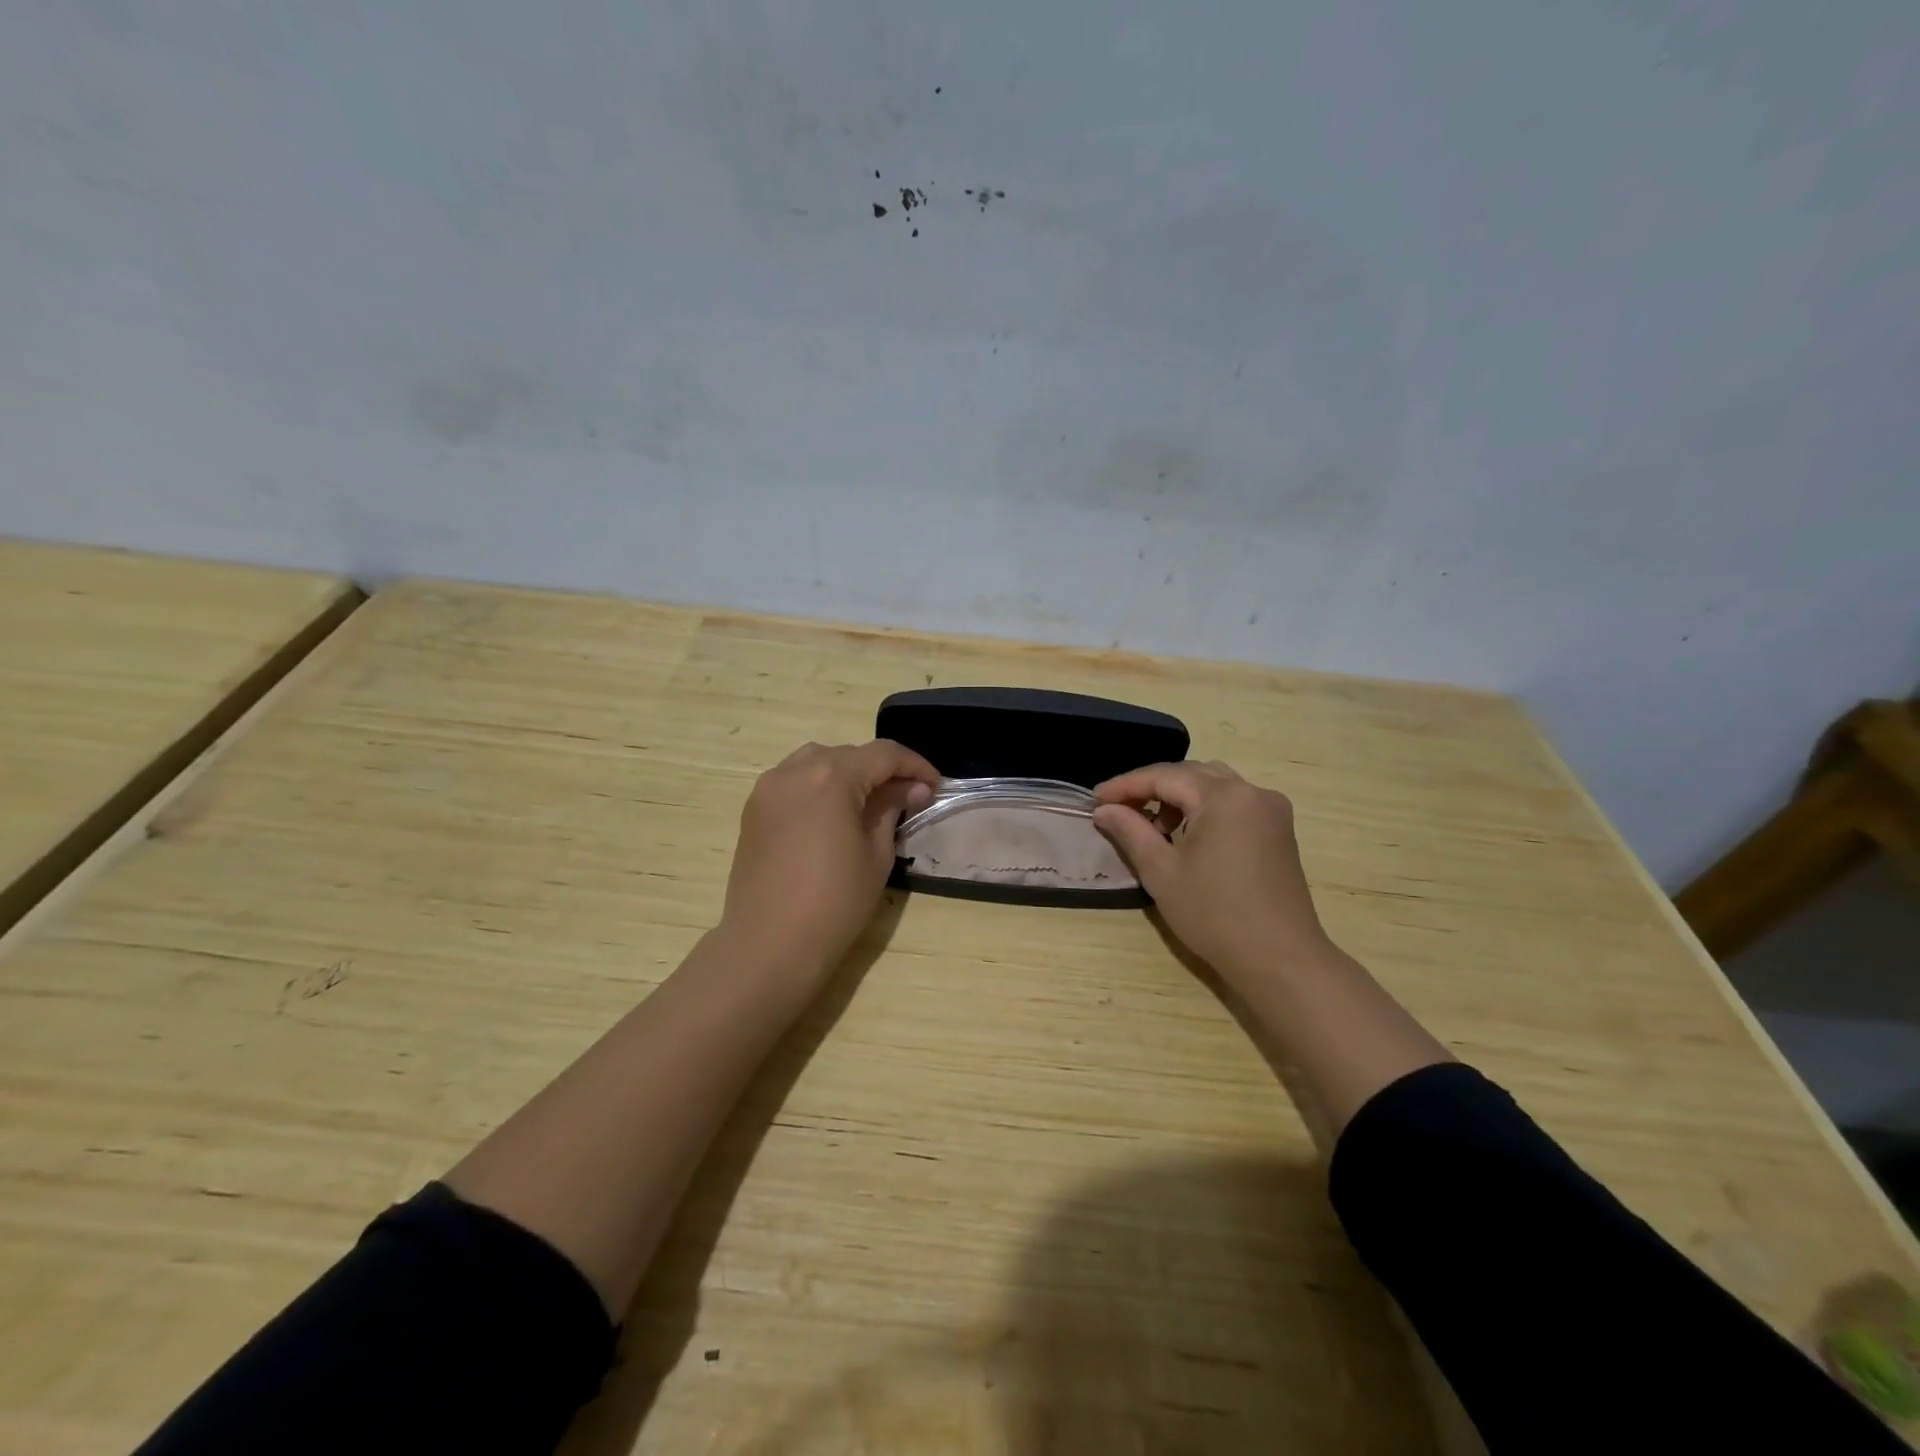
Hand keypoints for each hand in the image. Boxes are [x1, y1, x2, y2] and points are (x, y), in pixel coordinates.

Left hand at [720, 740, 938, 983]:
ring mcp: (768, 788)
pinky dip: (819, 785)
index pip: (883, 754)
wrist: (769, 944)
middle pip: (849, 754)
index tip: (936, 785)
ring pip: (817, 761)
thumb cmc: (834, 902)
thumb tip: (913, 788)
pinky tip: (833, 812)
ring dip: (848, 773)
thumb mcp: (877, 854)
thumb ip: (893, 809)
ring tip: (870, 801)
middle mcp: (795, 771)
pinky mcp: (754, 809)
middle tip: (908, 796)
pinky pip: (793, 781)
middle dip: (882, 770)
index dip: (915, 765)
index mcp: (831, 777)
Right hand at [1092, 760, 1332, 979]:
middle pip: (1191, 774)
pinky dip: (1203, 808)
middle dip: (1151, 787)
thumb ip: (1130, 831)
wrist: (1280, 959)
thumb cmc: (1215, 915)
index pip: (1164, 776)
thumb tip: (1104, 810)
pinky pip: (1233, 802)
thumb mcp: (1161, 872)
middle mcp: (1252, 792)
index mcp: (1224, 796)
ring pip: (1213, 785)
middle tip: (1117, 808)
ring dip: (1178, 796)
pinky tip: (1185, 834)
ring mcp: (1271, 810)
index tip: (1095, 799)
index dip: (1125, 785)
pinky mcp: (1278, 830)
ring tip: (1152, 825)